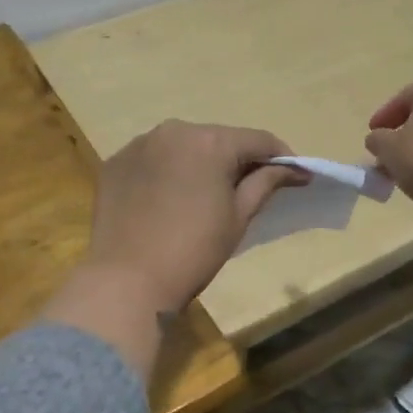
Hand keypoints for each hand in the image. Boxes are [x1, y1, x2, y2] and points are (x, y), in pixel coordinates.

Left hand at [80, 121, 302, 312]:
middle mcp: (173, 130)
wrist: (127, 281)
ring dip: (200, 163)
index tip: (297, 176)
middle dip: (238, 160)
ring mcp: (140, 144)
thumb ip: (265, 183)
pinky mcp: (116, 162)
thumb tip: (293, 169)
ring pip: (184, 146)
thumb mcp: (238, 217)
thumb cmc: (194, 251)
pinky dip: (168, 171)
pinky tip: (169, 199)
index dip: (281, 158)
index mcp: (210, 141)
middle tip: (250, 189)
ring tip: (206, 194)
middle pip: (219, 139)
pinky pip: (154, 158)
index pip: (258, 140)